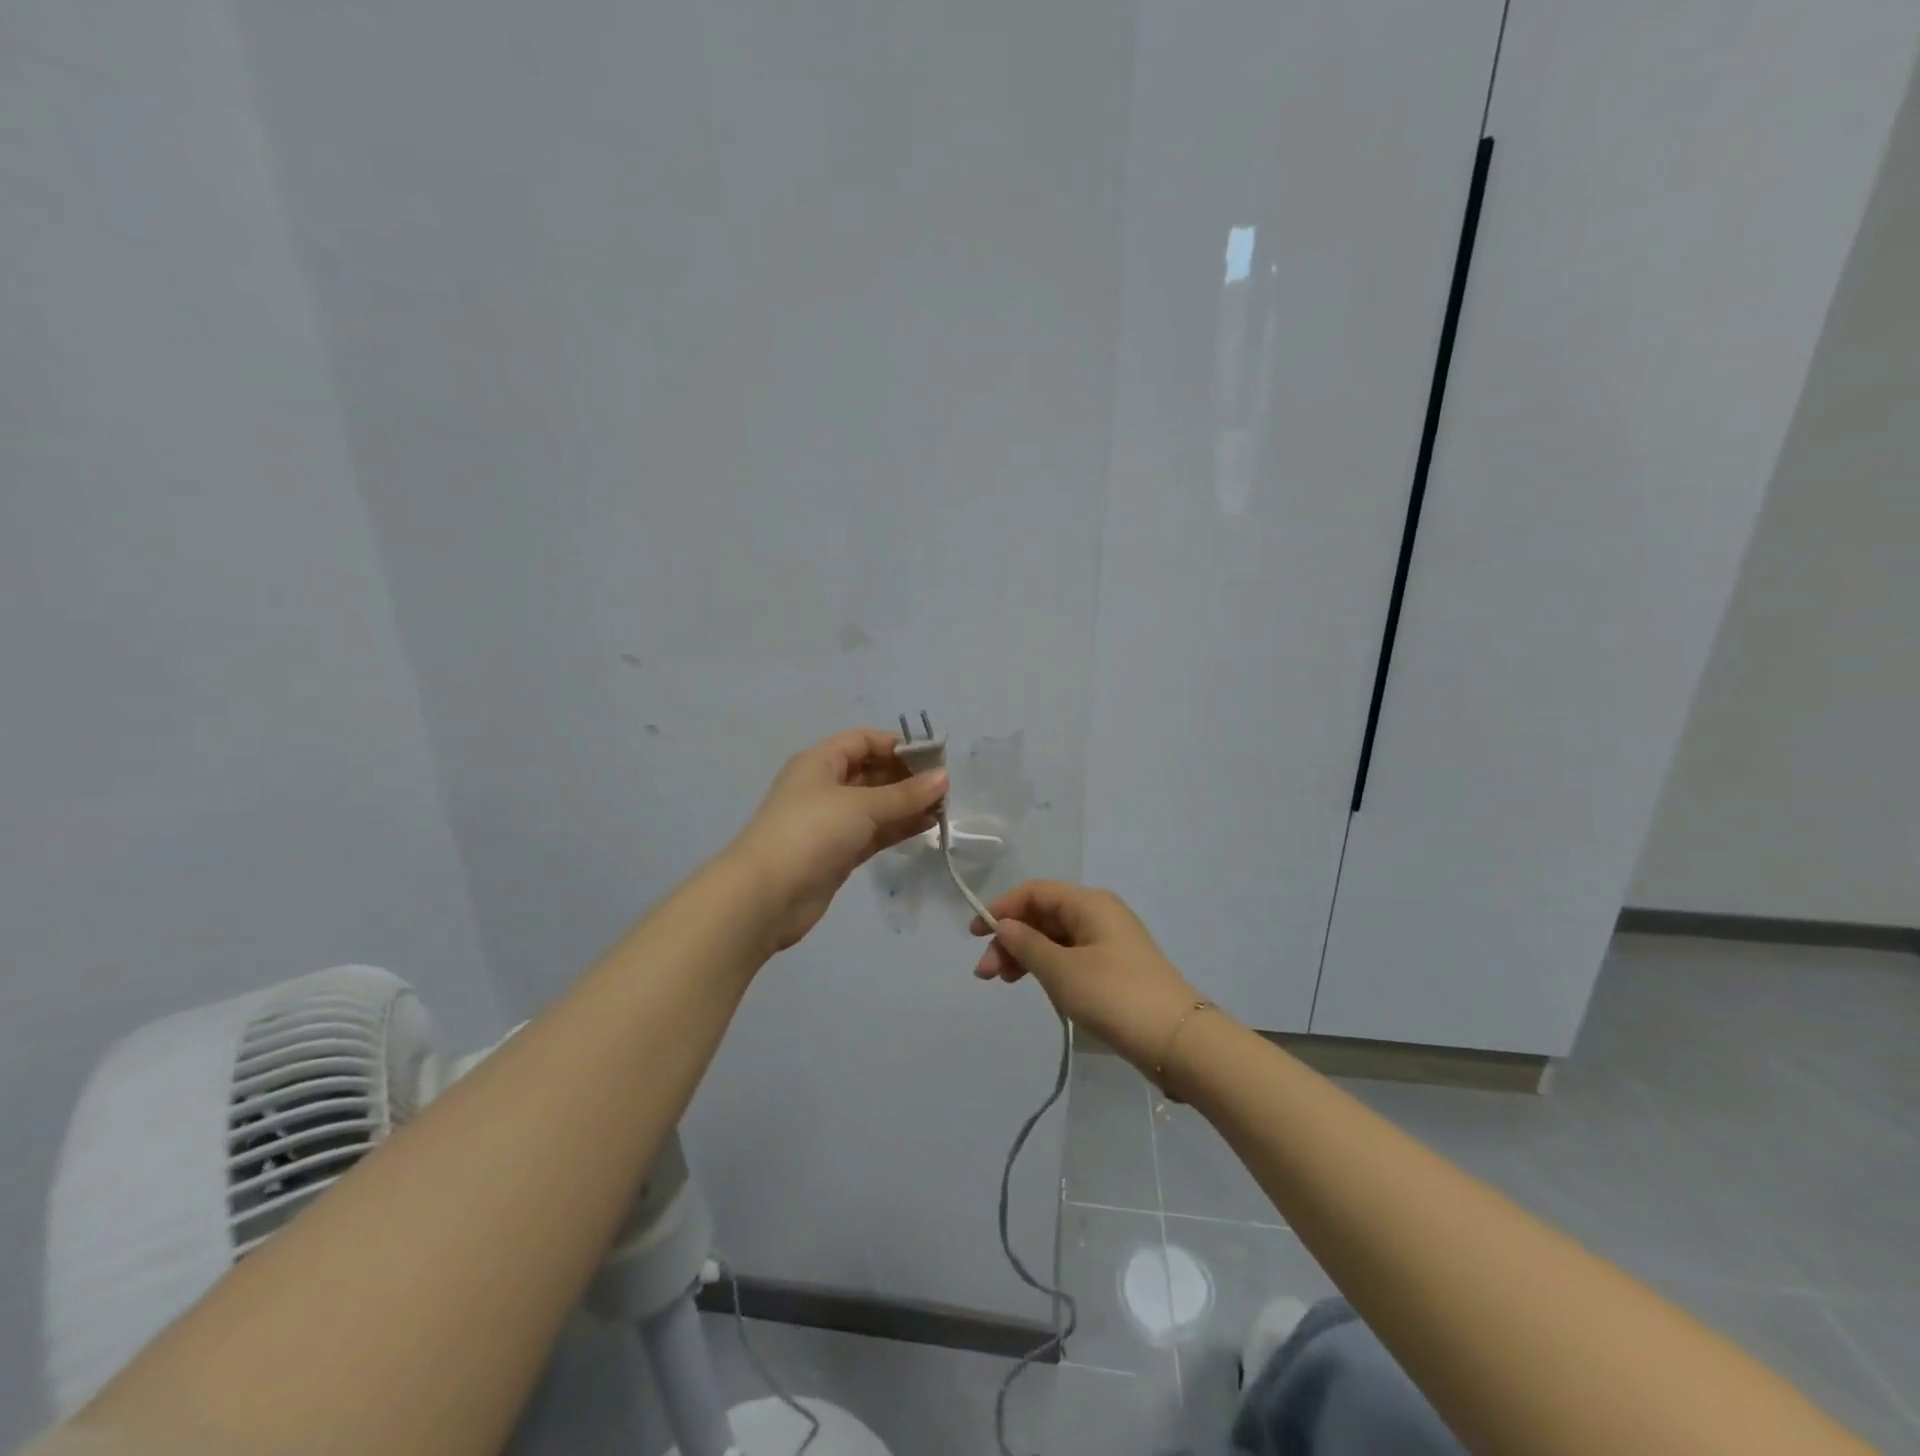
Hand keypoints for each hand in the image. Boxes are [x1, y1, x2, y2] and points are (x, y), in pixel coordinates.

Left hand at [726, 728, 948, 950]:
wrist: (766, 896)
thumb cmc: (811, 832)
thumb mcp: (861, 805)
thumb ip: (905, 793)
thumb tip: (944, 777)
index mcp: (820, 762)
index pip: (863, 740)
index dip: (898, 745)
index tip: (934, 758)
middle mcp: (825, 786)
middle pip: (872, 771)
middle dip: (907, 776)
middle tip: (946, 787)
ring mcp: (831, 821)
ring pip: (876, 805)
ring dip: (907, 804)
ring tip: (944, 808)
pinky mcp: (839, 852)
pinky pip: (874, 832)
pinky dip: (899, 827)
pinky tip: (928, 826)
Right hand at [971, 881, 1202, 1070]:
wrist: (1176, 1039)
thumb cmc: (1114, 996)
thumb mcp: (1061, 970)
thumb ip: (1027, 944)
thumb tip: (1003, 925)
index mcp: (1089, 903)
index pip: (1035, 892)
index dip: (1001, 908)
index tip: (974, 935)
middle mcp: (1099, 913)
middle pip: (1043, 914)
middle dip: (1010, 938)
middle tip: (986, 974)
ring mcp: (1108, 940)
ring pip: (1054, 937)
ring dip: (1025, 954)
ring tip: (1002, 982)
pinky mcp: (1114, 967)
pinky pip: (1069, 955)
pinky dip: (1046, 965)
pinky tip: (1033, 984)